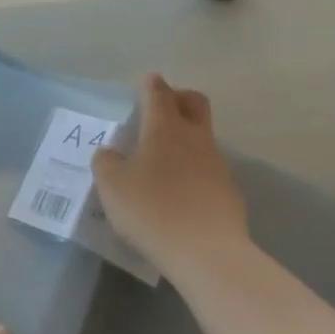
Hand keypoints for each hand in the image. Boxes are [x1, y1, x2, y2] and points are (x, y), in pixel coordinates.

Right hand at [91, 73, 251, 280]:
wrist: (205, 252)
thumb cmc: (151, 210)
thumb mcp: (112, 186)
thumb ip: (106, 163)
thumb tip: (110, 153)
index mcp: (165, 129)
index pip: (159, 94)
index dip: (152, 85)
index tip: (148, 81)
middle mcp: (195, 138)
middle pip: (195, 103)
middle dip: (180, 98)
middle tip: (163, 107)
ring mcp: (217, 164)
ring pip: (203, 137)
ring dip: (186, 137)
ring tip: (163, 159)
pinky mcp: (228, 191)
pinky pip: (209, 168)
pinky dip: (193, 170)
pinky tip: (179, 192)